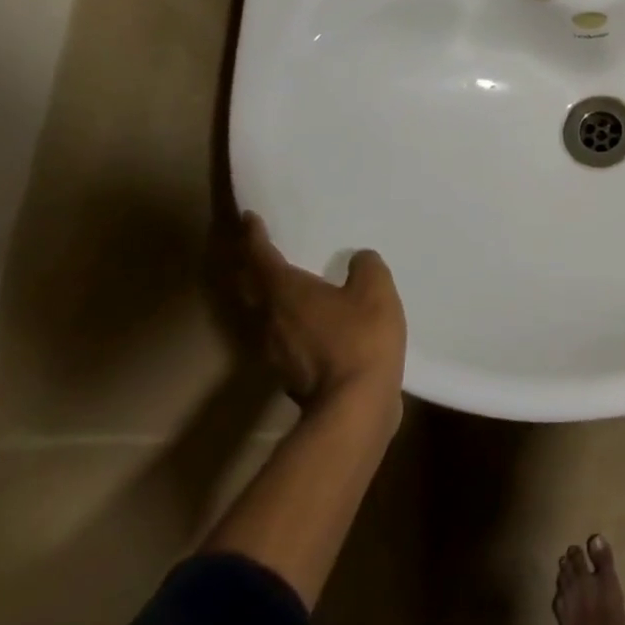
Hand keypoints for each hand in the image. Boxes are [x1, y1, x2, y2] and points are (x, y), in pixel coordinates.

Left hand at [240, 213, 406, 421]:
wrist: (354, 405)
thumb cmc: (361, 339)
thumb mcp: (375, 291)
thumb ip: (366, 267)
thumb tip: (358, 258)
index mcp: (286, 293)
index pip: (261, 257)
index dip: (254, 236)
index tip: (249, 219)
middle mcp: (270, 319)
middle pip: (252, 287)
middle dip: (252, 265)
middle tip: (258, 249)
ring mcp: (276, 350)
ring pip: (263, 313)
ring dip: (268, 295)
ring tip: (285, 282)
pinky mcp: (290, 372)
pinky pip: (282, 334)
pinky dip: (288, 320)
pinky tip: (309, 320)